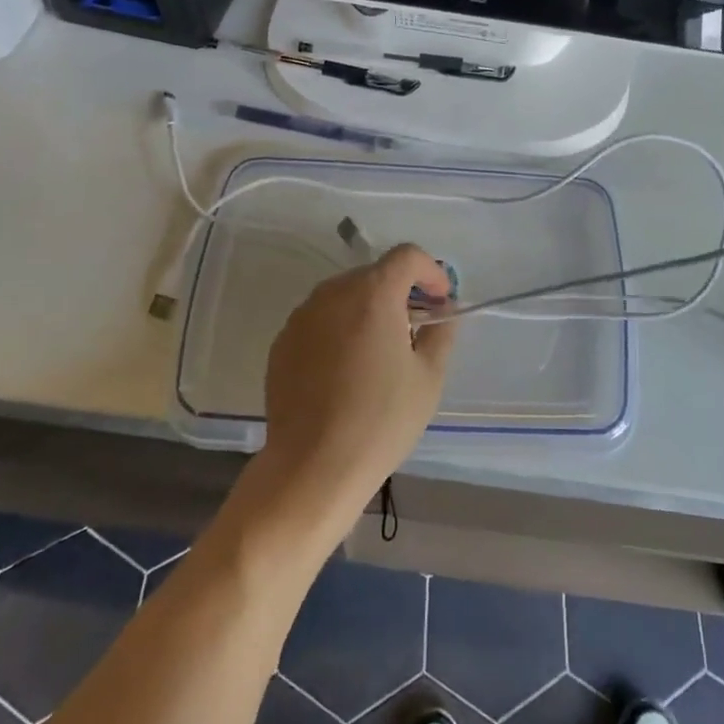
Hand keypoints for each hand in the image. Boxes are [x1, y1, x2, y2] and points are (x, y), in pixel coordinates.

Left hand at [255, 244, 458, 510]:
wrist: (312, 468)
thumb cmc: (381, 420)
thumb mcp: (429, 377)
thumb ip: (440, 333)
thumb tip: (440, 312)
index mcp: (372, 294)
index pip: (406, 256)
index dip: (430, 272)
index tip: (440, 302)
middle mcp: (332, 294)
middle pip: (374, 275)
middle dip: (399, 293)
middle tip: (414, 331)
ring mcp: (302, 317)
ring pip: (344, 297)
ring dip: (367, 311)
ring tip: (379, 353)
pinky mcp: (282, 342)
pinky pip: (320, 321)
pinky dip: (339, 330)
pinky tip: (345, 372)